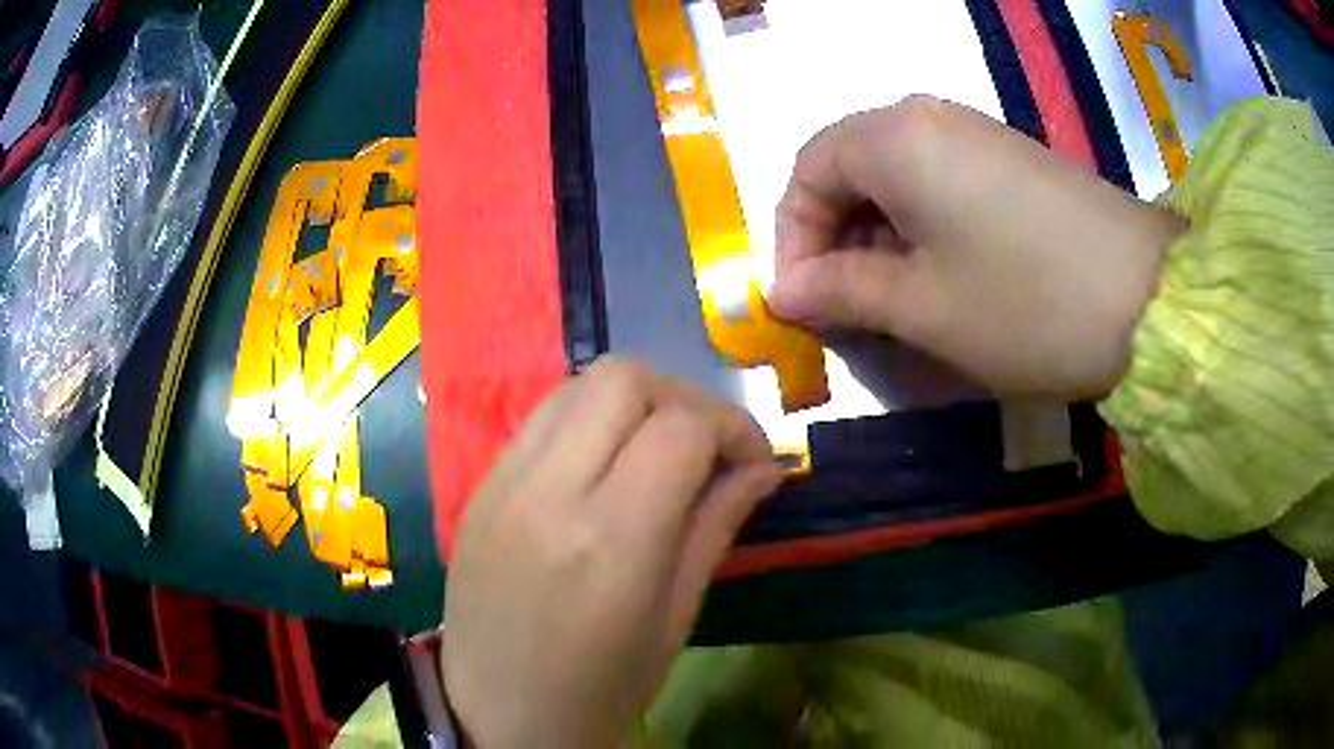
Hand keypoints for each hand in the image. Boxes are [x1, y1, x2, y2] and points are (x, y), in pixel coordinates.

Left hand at [440, 356, 782, 747]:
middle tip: (703, 450)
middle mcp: (548, 492)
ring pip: (577, 385)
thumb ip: (718, 524)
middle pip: (623, 379)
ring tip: (653, 451)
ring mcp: (502, 482)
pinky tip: (601, 467)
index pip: (682, 427)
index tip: (753, 460)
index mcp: (610, 539)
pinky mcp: (479, 486)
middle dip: (681, 400)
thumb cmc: (602, 687)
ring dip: (631, 401)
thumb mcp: (677, 616)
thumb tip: (765, 465)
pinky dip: (586, 420)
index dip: (733, 427)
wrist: (499, 714)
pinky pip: (541, 419)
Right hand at [768, 95, 1187, 399]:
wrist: (1149, 300)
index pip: (807, 171)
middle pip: (850, 169)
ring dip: (878, 239)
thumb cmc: (1024, 302)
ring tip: (891, 302)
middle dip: (834, 239)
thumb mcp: (921, 306)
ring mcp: (976, 135)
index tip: (799, 301)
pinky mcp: (1010, 161)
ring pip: (896, 179)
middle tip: (844, 308)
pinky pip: (940, 184)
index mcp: (894, 137)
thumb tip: (785, 291)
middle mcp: (928, 118)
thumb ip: (840, 291)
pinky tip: (940, 277)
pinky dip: (921, 230)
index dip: (791, 237)